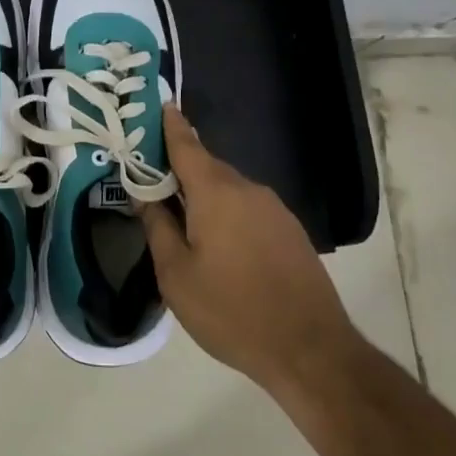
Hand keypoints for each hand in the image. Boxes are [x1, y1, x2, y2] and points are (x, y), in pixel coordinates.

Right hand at [138, 106, 360, 392]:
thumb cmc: (231, 311)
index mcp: (216, 193)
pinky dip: (227, 213)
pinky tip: (218, 243)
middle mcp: (248, 190)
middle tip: (151, 179)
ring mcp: (274, 210)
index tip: (159, 105)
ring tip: (181, 218)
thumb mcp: (176, 274)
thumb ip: (157, 227)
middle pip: (206, 167)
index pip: (186, 145)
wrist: (310, 351)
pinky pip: (248, 208)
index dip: (170, 125)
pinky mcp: (291, 231)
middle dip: (180, 169)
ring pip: (229, 190)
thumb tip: (144, 196)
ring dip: (203, 196)